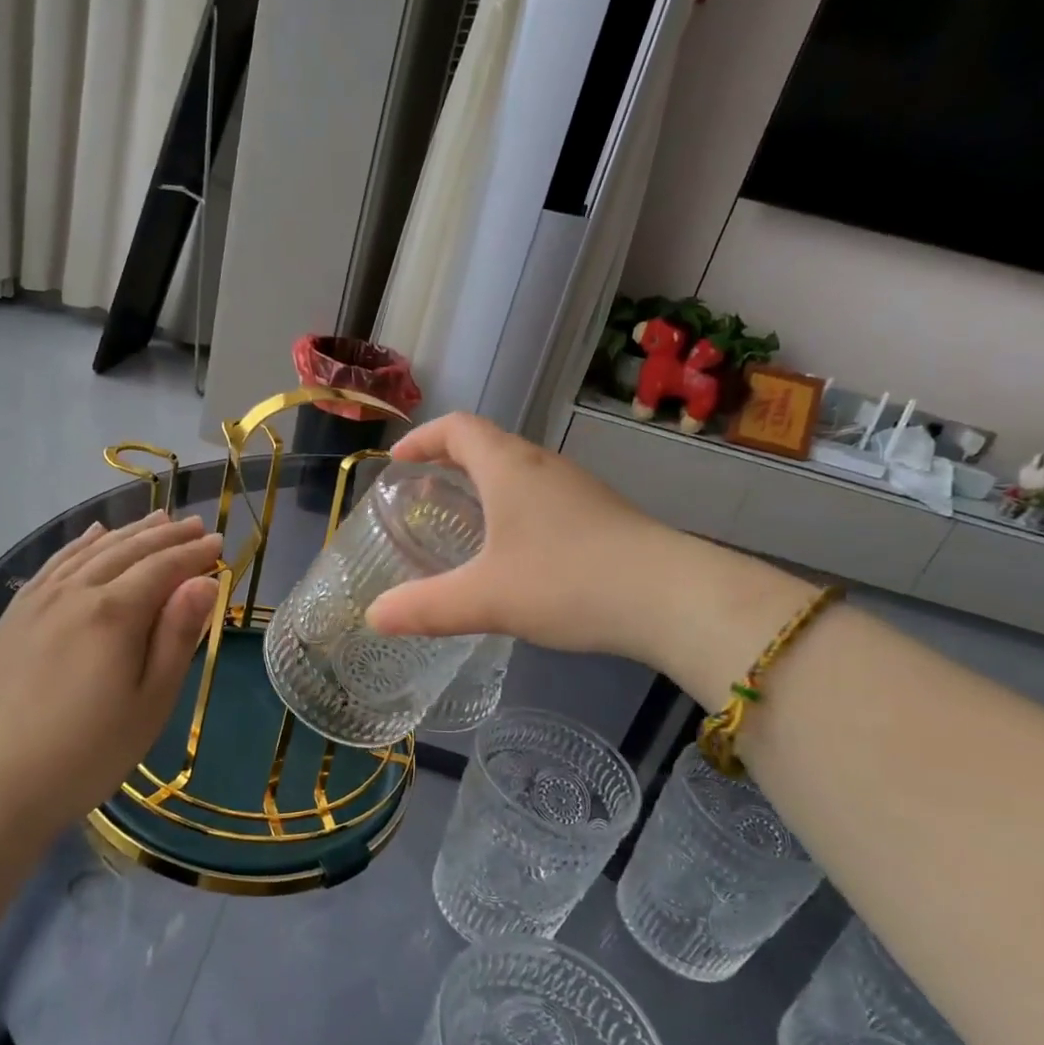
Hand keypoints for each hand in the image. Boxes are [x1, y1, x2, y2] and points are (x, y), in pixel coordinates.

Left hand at [0, 512, 222, 831]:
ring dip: (128, 533)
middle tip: (194, 524)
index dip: (194, 553)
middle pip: (128, 551)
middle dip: (166, 536)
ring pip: (90, 552)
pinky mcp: (13, 616)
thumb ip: (177, 636)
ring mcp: (38, 601)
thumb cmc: (88, 752)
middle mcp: (75, 593)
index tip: (219, 542)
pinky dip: (79, 545)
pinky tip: (93, 536)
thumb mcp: (151, 702)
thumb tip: (205, 582)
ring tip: (156, 521)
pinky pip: (53, 565)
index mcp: (114, 614)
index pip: (163, 568)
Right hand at [366, 414, 660, 658]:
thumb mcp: (485, 599)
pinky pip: (543, 499)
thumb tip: (373, 616)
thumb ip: (425, 607)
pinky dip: (515, 511)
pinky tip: (515, 555)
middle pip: (488, 445)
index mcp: (509, 467)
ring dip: (485, 487)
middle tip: (423, 496)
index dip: (422, 438)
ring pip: (519, 473)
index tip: (397, 463)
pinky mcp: (601, 515)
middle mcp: (543, 466)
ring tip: (463, 524)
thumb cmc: (567, 581)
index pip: (457, 428)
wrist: (670, 597)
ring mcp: (578, 489)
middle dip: (450, 463)